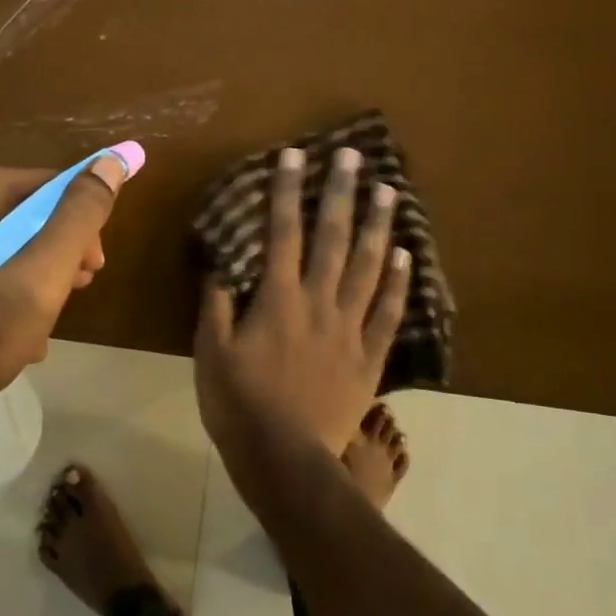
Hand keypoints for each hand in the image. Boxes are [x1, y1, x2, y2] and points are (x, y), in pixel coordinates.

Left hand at [0, 156, 132, 421]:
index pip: (53, 186)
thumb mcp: (43, 274)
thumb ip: (79, 216)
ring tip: (42, 325)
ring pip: (4, 244)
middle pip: (27, 215)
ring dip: (34, 279)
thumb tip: (111, 162)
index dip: (83, 225)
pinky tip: (12, 333)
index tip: (93, 269)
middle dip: (58, 255)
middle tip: (71, 295)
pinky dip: (1, 292)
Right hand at [195, 145, 410, 469]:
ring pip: (367, 267)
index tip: (295, 156)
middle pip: (332, 238)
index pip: (282, 233)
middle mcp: (318, 302)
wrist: (286, 459)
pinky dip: (397, 283)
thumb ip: (215, 305)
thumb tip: (219, 264)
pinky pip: (387, 313)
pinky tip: (405, 256)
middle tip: (354, 156)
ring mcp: (349, 329)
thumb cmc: (239, 405)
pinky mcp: (369, 357)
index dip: (287, 191)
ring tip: (389, 191)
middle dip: (341, 193)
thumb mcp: (211, 353)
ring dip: (378, 226)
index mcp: (278, 299)